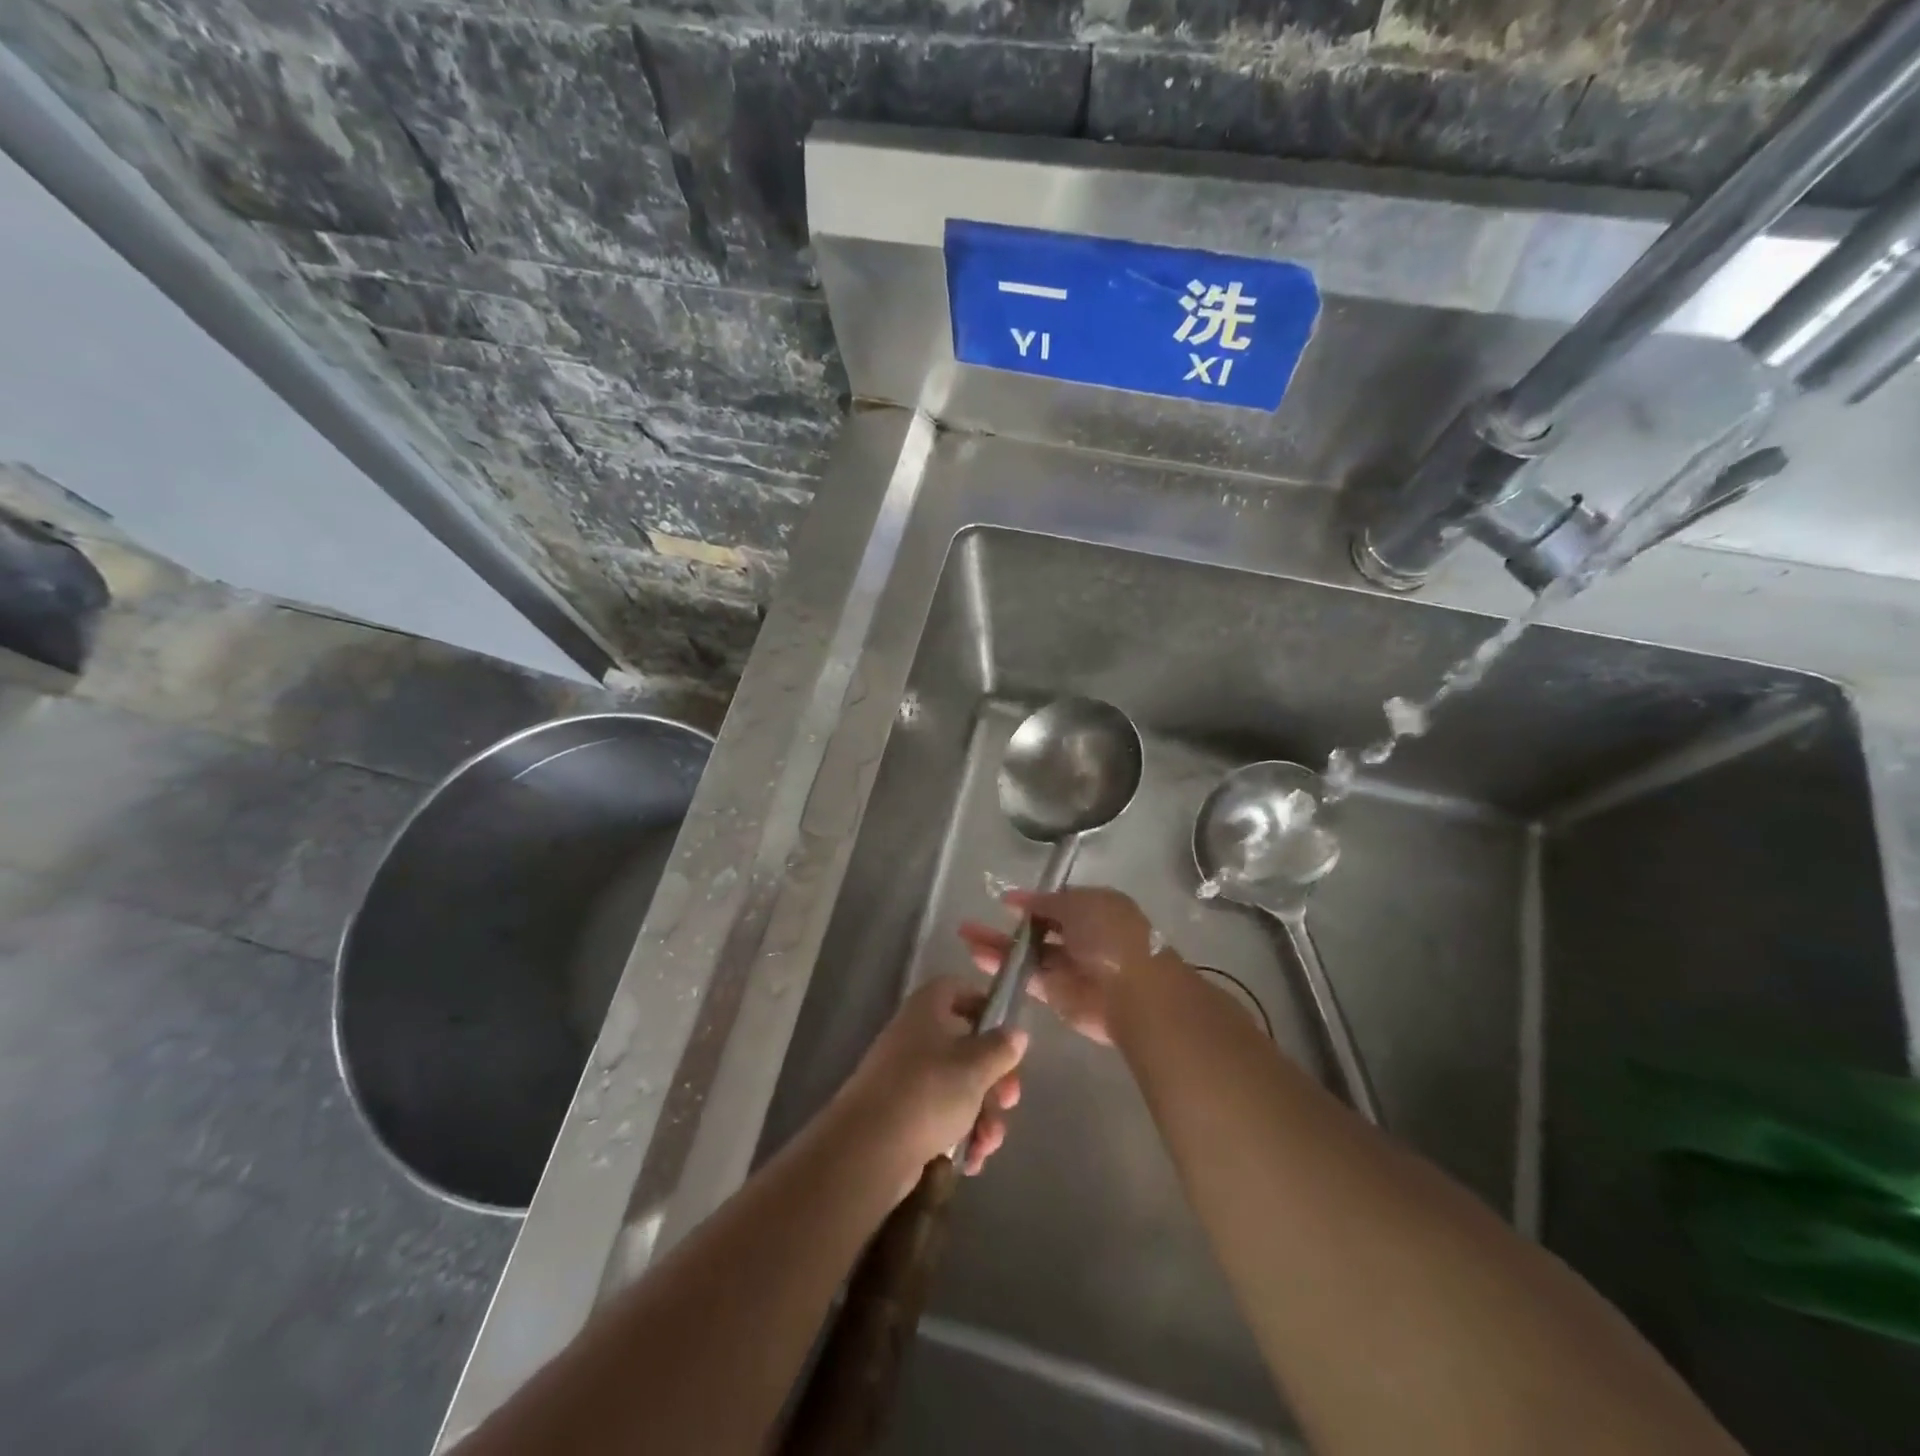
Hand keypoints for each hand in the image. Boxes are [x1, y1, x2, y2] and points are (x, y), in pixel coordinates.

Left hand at [831, 977, 1027, 1183]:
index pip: (956, 989)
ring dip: (982, 1114)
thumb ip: (1000, 1048)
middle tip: (1008, 1101)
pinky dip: (960, 1134)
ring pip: (957, 1086)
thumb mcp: (975, 1066)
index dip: (984, 1004)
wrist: (868, 1150)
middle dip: (994, 1078)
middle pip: (965, 1045)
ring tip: (988, 1143)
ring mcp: (906, 1077)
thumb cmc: (928, 1092)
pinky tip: (972, 1160)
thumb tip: (1016, 1033)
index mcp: (927, 1010)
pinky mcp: (902, 1115)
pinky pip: (941, 1116)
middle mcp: (915, 1037)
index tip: (1007, 1032)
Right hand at [958, 886, 1166, 1046]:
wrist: (1132, 992)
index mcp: (1094, 909)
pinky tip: (976, 957)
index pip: (1056, 902)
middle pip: (1038, 928)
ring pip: (1027, 953)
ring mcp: (1068, 966)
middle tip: (973, 920)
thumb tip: (1019, 898)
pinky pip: (1025, 977)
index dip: (1030, 900)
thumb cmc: (1110, 937)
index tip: (1003, 900)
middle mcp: (1081, 936)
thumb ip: (1047, 902)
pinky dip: (1002, 967)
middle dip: (1009, 924)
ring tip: (965, 935)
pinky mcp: (1056, 994)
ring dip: (997, 944)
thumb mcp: (1080, 904)